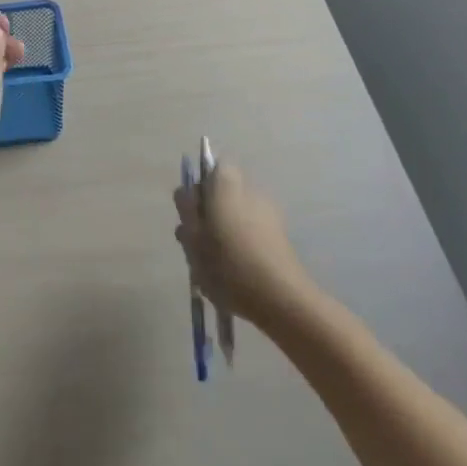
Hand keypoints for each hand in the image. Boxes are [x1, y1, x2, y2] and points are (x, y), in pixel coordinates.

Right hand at [173, 161, 312, 327]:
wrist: (279, 298)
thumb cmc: (227, 263)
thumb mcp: (192, 235)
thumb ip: (186, 208)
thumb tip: (187, 192)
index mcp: (227, 186)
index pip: (214, 167)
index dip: (200, 186)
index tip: (191, 211)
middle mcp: (251, 192)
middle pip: (224, 192)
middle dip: (209, 212)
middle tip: (196, 242)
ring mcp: (269, 214)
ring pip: (237, 214)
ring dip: (223, 230)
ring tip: (212, 263)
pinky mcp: (280, 238)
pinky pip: (251, 232)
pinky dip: (240, 244)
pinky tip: (233, 272)